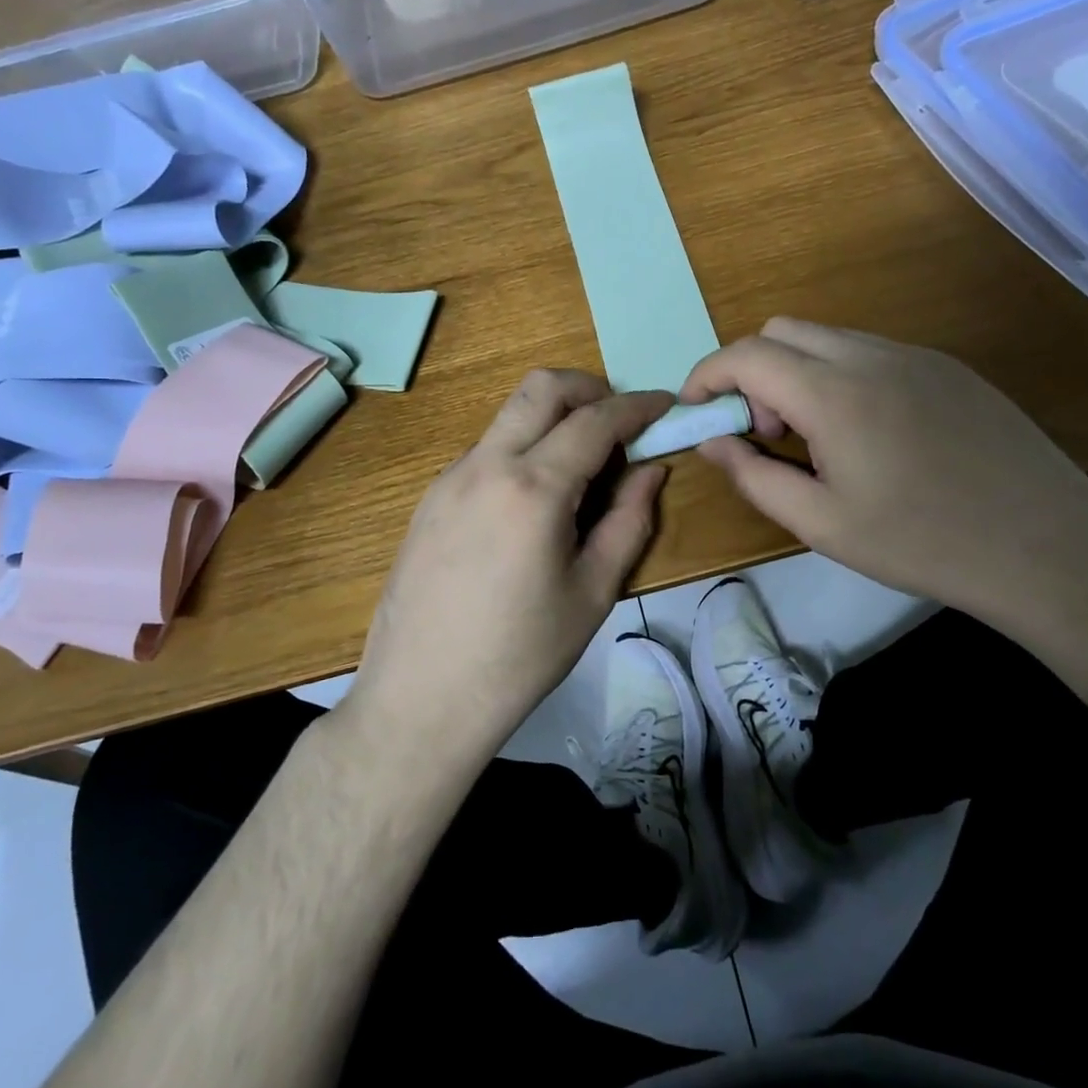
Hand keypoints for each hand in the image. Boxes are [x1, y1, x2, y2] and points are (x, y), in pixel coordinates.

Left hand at [347, 370, 672, 766]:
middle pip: (542, 388)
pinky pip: (486, 451)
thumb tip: (650, 471)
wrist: (421, 699)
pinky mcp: (430, 498)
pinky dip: (523, 450)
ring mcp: (450, 478)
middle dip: (590, 388)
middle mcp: (485, 465)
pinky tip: (534, 503)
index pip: (595, 420)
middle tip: (621, 421)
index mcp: (533, 488)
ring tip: (583, 471)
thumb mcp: (593, 592)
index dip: (638, 405)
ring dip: (553, 419)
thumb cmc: (521, 655)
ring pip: (510, 416)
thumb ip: (629, 520)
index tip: (666, 405)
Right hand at [681, 318, 1087, 631]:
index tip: (696, 412)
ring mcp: (914, 355)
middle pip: (781, 330)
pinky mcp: (946, 367)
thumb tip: (712, 440)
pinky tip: (868, 434)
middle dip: (751, 373)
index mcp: (834, 392)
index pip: (746, 354)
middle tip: (768, 434)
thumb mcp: (821, 524)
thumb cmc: (921, 542)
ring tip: (818, 441)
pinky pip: (869, 352)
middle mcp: (871, 355)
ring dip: (796, 373)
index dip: (707, 376)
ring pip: (826, 337)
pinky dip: (838, 375)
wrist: (1047, 545)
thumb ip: (753, 476)